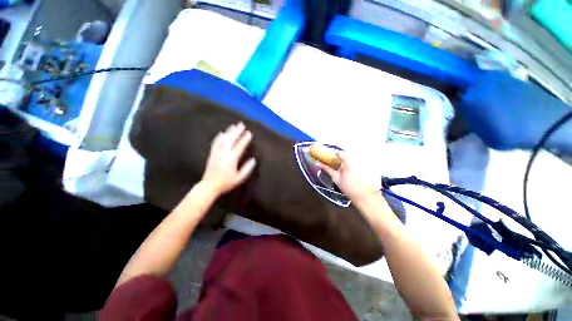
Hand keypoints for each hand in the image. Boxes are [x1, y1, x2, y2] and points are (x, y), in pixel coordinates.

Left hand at [201, 122, 256, 194]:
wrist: (209, 185)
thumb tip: (253, 160)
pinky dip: (219, 136)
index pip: (239, 146)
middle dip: (237, 131)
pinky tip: (222, 133)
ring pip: (223, 139)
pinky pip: (216, 142)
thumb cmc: (226, 182)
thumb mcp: (239, 178)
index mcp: (232, 159)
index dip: (244, 139)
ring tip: (234, 126)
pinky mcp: (212, 153)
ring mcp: (217, 152)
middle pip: (231, 139)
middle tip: (241, 125)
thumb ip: (247, 168)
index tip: (249, 133)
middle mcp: (224, 153)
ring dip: (229, 132)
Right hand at [318, 152, 380, 201]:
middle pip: (348, 155)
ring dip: (352, 163)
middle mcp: (358, 158)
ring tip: (351, 173)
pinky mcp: (373, 166)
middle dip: (344, 160)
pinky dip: (361, 166)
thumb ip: (327, 169)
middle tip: (342, 168)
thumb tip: (318, 163)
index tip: (334, 161)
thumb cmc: (349, 188)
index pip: (339, 152)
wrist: (366, 197)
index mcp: (348, 160)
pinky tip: (360, 175)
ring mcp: (367, 161)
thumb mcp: (336, 178)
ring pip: (356, 158)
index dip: (335, 156)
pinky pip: (364, 162)